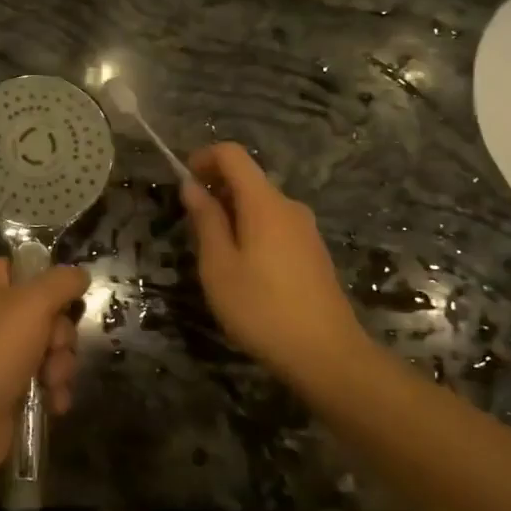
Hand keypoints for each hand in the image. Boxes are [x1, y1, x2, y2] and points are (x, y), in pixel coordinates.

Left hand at [0, 259, 86, 480]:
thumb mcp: (33, 304)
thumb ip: (62, 282)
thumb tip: (80, 274)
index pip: (26, 267)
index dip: (50, 280)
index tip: (69, 295)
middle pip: (47, 310)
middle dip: (61, 335)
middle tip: (53, 348)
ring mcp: (1, 353)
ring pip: (51, 347)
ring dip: (60, 365)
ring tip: (51, 381)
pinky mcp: (10, 387)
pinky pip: (45, 378)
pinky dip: (53, 389)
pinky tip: (53, 402)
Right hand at [180, 142, 365, 383]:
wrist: (326, 355)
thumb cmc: (261, 308)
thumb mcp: (219, 266)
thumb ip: (206, 220)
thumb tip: (192, 185)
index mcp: (264, 202)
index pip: (233, 154)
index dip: (204, 158)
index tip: (184, 183)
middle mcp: (289, 206)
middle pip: (248, 179)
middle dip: (216, 190)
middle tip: (192, 227)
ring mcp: (305, 230)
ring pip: (261, 205)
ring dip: (233, 214)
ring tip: (215, 254)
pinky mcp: (313, 252)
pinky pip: (275, 225)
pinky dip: (252, 230)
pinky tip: (245, 271)